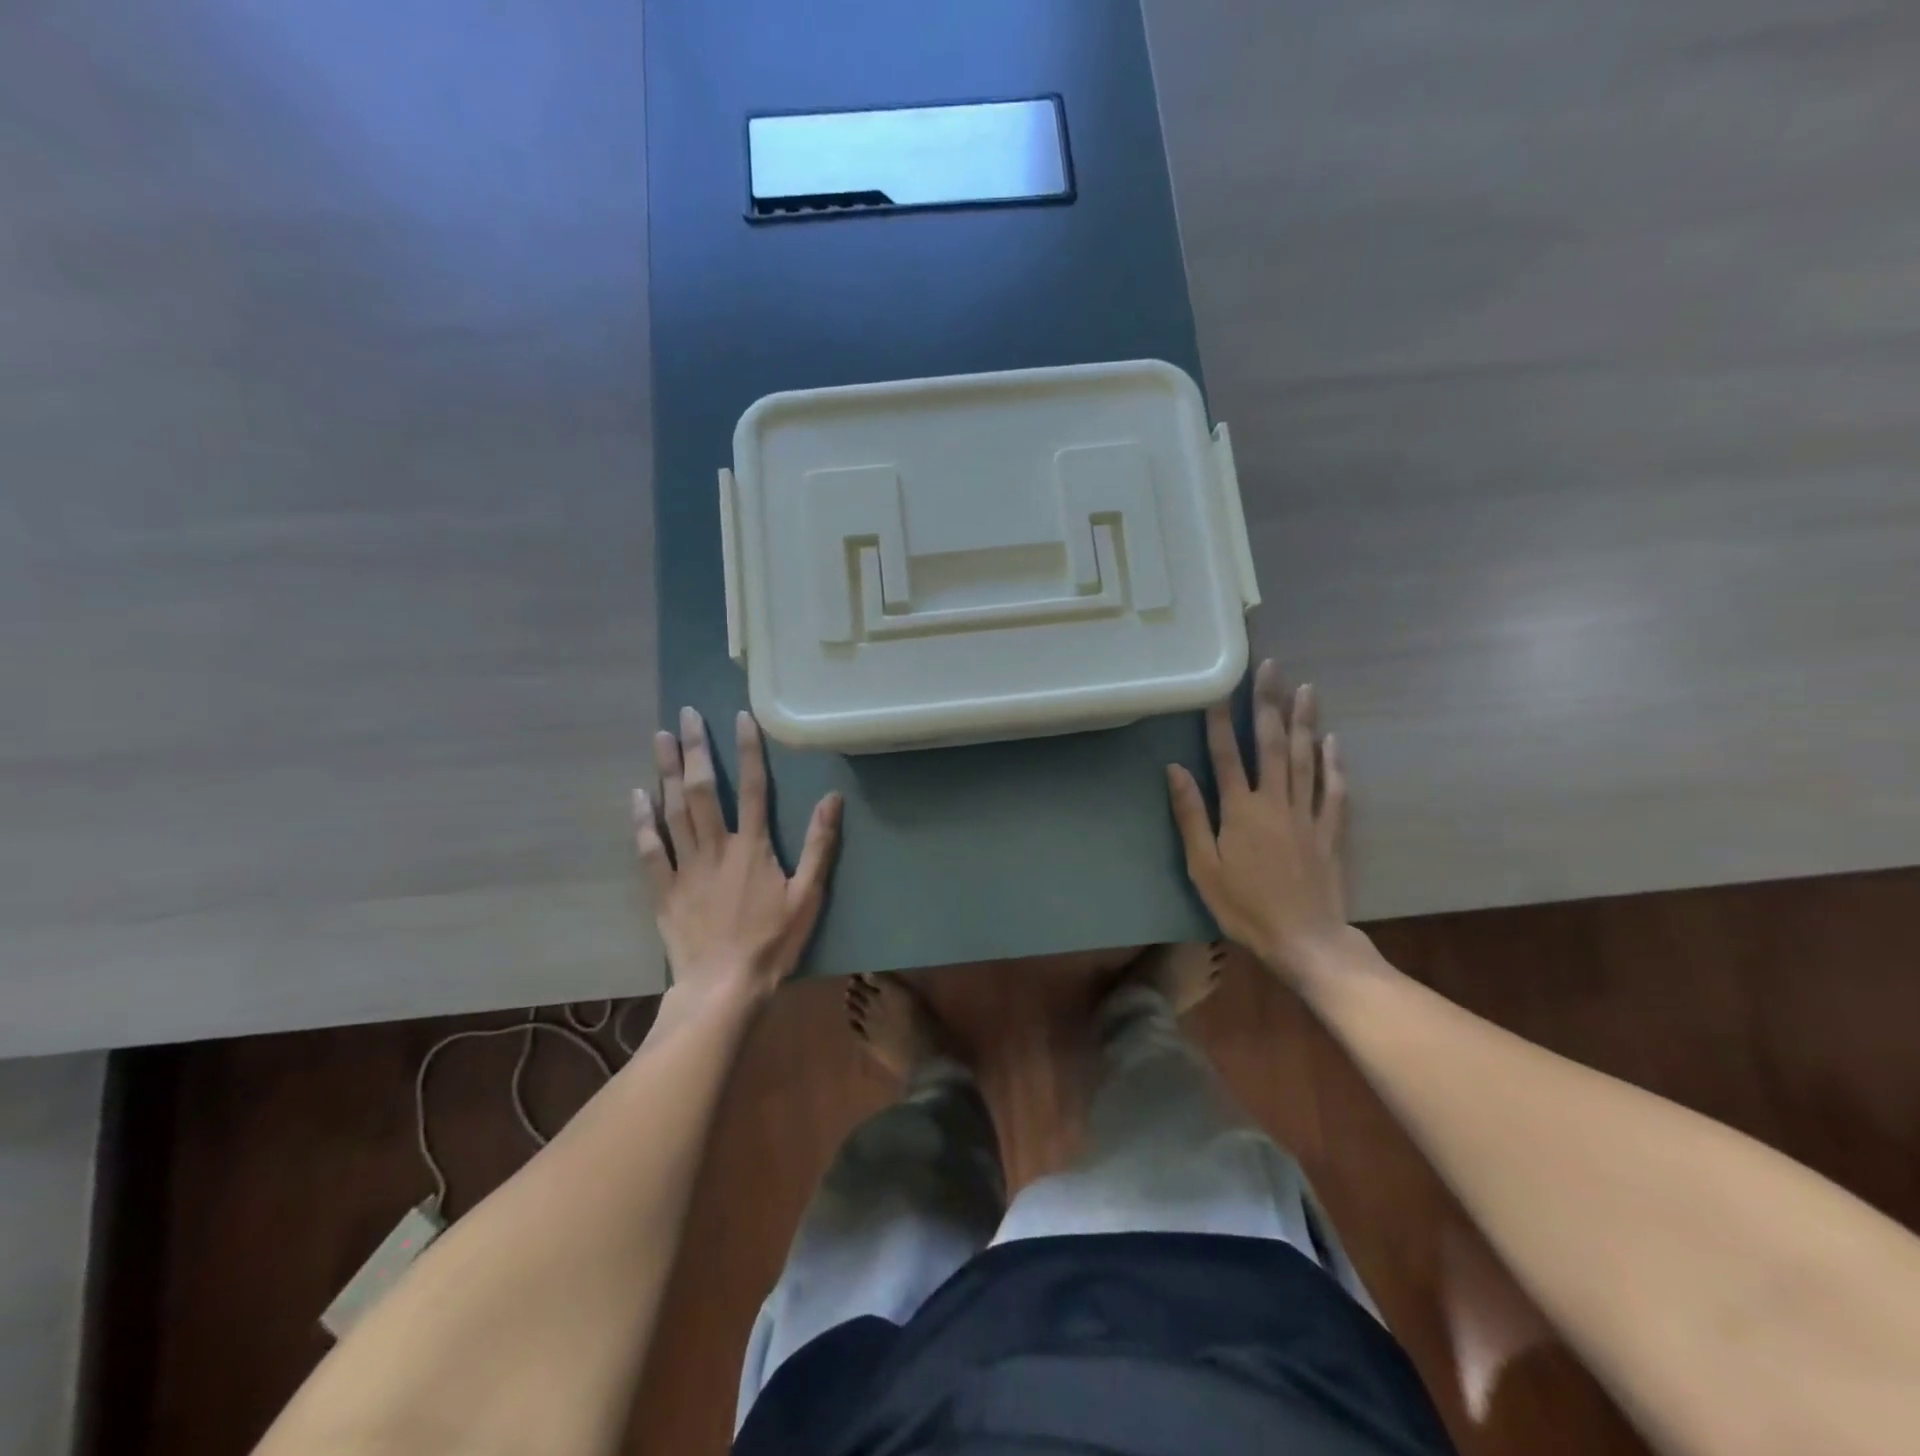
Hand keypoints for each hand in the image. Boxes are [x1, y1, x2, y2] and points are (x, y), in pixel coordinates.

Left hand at [635, 707, 842, 1000]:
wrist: (724, 988)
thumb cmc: (773, 942)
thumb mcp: (809, 895)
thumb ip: (819, 845)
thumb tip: (832, 798)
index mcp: (753, 847)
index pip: (752, 787)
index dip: (747, 750)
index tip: (739, 717)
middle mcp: (716, 847)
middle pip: (703, 789)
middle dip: (695, 749)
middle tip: (685, 714)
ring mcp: (685, 867)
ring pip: (673, 810)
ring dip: (666, 772)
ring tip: (660, 738)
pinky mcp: (663, 890)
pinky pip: (648, 849)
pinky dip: (641, 821)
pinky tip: (636, 795)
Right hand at [1166, 660, 1349, 981]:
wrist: (1305, 940)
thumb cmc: (1244, 906)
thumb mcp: (1203, 866)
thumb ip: (1191, 815)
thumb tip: (1175, 769)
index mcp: (1240, 810)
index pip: (1227, 755)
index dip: (1221, 721)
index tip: (1218, 688)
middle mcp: (1275, 802)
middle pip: (1270, 745)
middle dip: (1268, 704)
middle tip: (1270, 667)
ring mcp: (1307, 814)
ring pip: (1304, 758)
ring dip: (1303, 721)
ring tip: (1305, 688)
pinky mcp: (1329, 831)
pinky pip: (1334, 790)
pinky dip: (1334, 764)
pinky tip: (1332, 741)